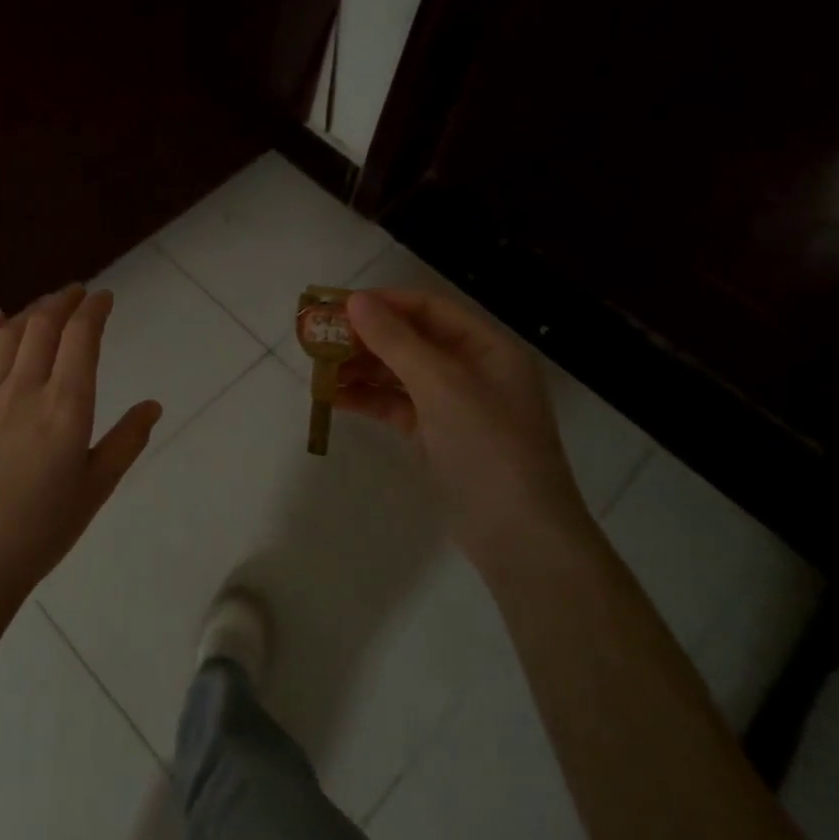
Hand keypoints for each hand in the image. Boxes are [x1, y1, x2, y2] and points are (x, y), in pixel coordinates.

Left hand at [0, 287, 160, 607]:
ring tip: (46, 305)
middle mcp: (26, 390)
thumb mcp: (96, 488)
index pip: (81, 338)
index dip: (94, 310)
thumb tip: (153, 405)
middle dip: (63, 301)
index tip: (104, 297)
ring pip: (8, 336)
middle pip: (43, 326)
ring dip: (31, 312)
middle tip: (78, 293)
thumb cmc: (42, 529)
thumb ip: (126, 441)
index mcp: (66, 408)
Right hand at [339, 288, 586, 558]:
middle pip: (412, 340)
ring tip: (319, 368)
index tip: (338, 305)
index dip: (385, 302)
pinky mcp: (437, 437)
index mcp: (488, 348)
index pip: (430, 308)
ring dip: (362, 368)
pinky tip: (334, 398)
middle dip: (367, 337)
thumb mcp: (442, 387)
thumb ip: (397, 342)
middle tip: (319, 338)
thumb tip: (356, 300)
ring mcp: (455, 406)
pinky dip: (368, 399)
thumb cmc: (489, 449)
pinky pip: (397, 406)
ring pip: (401, 374)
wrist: (519, 539)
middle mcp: (473, 370)